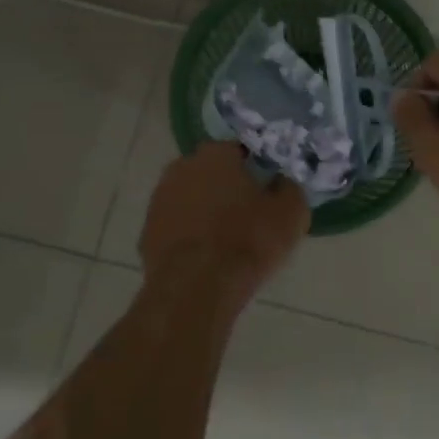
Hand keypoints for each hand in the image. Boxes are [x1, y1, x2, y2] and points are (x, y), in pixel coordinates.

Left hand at [139, 142, 309, 307]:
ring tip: (226, 237)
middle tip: (248, 212)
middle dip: (226, 186)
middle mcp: (182, 167)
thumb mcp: (291, 213)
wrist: (196, 288)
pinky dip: (189, 235)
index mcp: (216, 154)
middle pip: (211, 172)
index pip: (239, 150)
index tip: (266, 188)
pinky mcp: (147, 232)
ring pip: (190, 198)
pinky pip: (175, 226)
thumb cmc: (248, 240)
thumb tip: (281, 181)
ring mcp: (159, 200)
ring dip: (205, 210)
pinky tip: (205, 256)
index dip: (255, 168)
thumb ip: (289, 188)